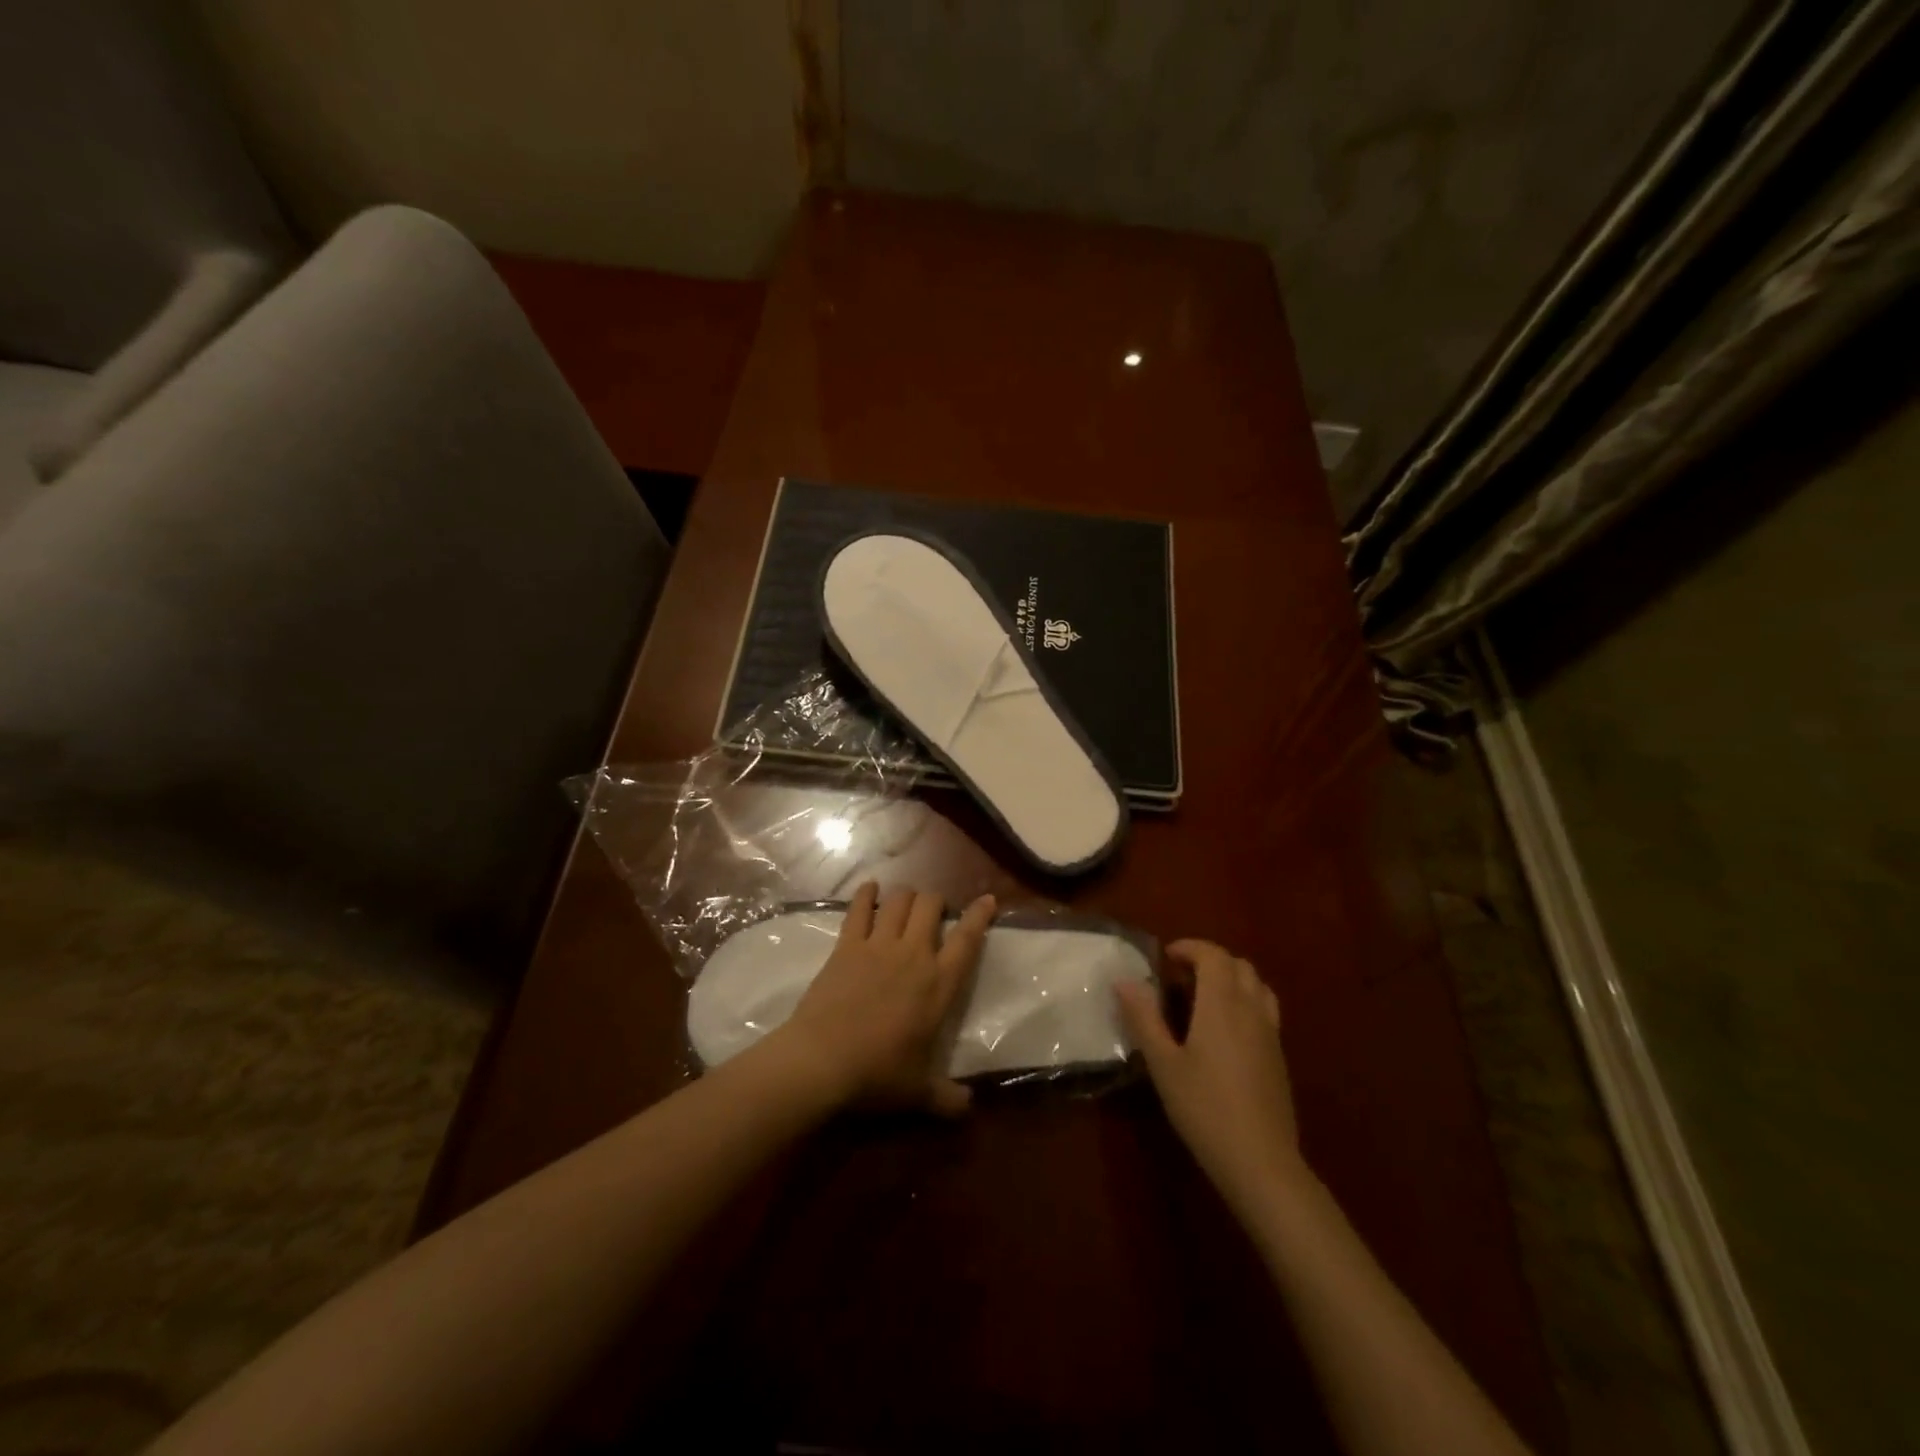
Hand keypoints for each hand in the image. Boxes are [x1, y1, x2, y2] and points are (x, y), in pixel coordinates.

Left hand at [773, 882, 995, 1115]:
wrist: (822, 1060)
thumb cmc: (877, 1075)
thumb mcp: (919, 1093)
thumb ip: (947, 1098)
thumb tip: (969, 1109)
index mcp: (939, 984)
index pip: (968, 939)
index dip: (980, 915)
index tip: (988, 899)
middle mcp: (913, 954)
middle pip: (931, 905)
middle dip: (936, 901)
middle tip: (934, 913)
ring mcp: (878, 945)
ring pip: (900, 900)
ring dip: (907, 895)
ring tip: (907, 901)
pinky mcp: (847, 945)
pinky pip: (859, 908)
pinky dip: (866, 894)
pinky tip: (870, 888)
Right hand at [1117, 939, 1310, 1204]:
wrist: (1261, 1162)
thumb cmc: (1204, 1109)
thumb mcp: (1163, 1064)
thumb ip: (1144, 1018)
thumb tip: (1124, 980)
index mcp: (1222, 1004)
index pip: (1213, 955)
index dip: (1190, 948)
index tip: (1165, 958)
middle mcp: (1251, 1009)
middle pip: (1238, 964)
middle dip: (1209, 960)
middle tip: (1180, 977)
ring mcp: (1270, 1033)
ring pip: (1257, 984)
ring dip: (1231, 978)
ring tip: (1204, 998)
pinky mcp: (1279, 1056)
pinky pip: (1265, 1008)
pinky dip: (1245, 1000)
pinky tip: (1225, 1031)